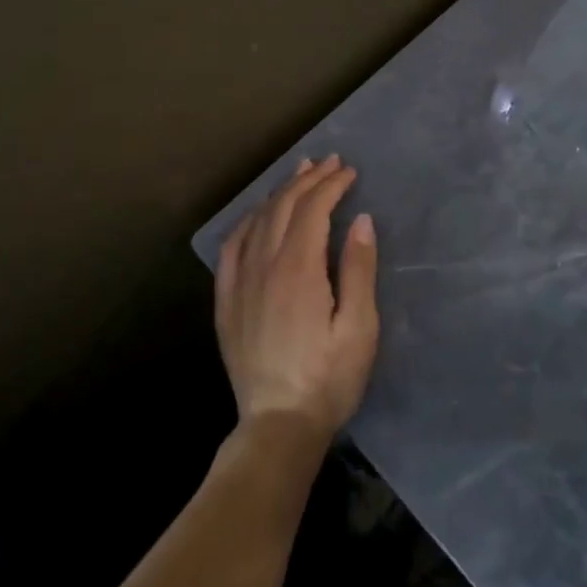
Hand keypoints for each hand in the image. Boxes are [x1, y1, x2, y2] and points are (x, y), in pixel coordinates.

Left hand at [215, 155, 379, 440]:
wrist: (278, 423)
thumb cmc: (329, 378)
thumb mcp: (359, 327)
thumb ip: (359, 269)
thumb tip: (360, 220)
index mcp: (299, 269)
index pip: (313, 209)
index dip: (331, 185)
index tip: (349, 172)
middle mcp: (264, 266)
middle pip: (284, 207)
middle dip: (308, 179)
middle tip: (329, 162)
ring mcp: (240, 282)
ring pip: (257, 221)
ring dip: (280, 193)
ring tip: (298, 174)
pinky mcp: (226, 301)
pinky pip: (231, 247)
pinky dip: (247, 221)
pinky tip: (257, 216)